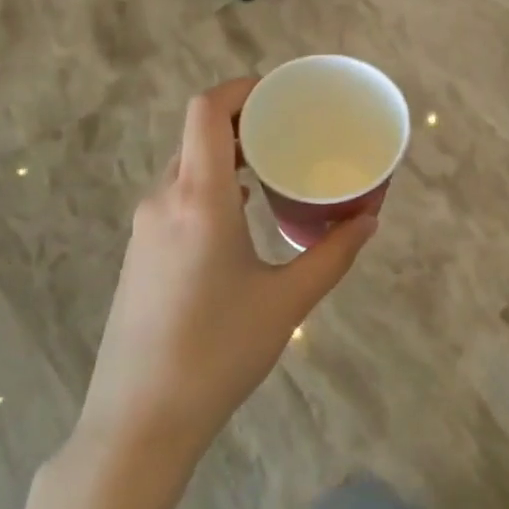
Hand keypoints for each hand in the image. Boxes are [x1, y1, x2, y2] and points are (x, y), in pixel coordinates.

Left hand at [33, 79, 376, 508]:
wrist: (138, 421)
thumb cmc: (218, 354)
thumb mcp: (287, 302)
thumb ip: (333, 254)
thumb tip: (369, 220)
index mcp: (198, 199)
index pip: (207, 111)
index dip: (242, 88)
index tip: (282, 92)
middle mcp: (164, 199)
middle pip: (198, 133)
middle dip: (245, 119)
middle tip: (294, 127)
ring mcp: (146, 226)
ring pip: (187, 164)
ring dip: (228, 153)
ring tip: (276, 163)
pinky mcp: (142, 251)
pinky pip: (179, 193)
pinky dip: (212, 182)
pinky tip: (244, 208)